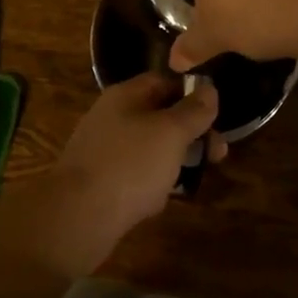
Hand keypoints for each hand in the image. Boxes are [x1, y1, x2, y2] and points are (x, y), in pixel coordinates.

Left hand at [32, 74, 225, 273]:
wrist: (79, 215)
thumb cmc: (131, 164)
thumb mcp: (171, 132)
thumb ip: (194, 110)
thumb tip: (209, 89)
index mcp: (126, 96)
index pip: (165, 81)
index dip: (193, 94)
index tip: (217, 115)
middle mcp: (112, 117)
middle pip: (160, 116)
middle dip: (191, 133)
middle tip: (218, 154)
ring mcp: (104, 150)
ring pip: (150, 147)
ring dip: (175, 160)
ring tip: (194, 178)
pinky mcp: (101, 181)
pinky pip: (135, 174)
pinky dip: (153, 182)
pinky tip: (162, 199)